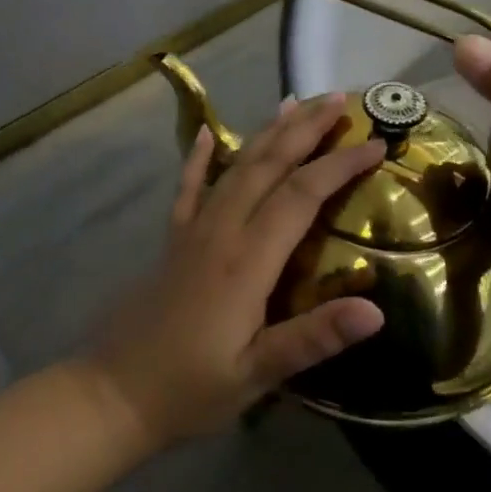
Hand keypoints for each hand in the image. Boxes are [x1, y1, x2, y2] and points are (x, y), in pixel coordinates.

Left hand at [88, 94, 387, 445]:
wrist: (113, 392)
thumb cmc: (191, 388)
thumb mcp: (256, 375)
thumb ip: (313, 339)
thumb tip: (376, 311)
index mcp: (247, 261)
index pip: (301, 196)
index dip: (339, 166)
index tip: (375, 143)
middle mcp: (221, 231)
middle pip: (269, 165)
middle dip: (305, 129)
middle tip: (338, 99)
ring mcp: (193, 230)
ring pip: (236, 167)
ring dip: (268, 133)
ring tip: (293, 103)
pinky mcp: (173, 239)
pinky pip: (189, 187)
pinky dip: (201, 157)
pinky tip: (209, 132)